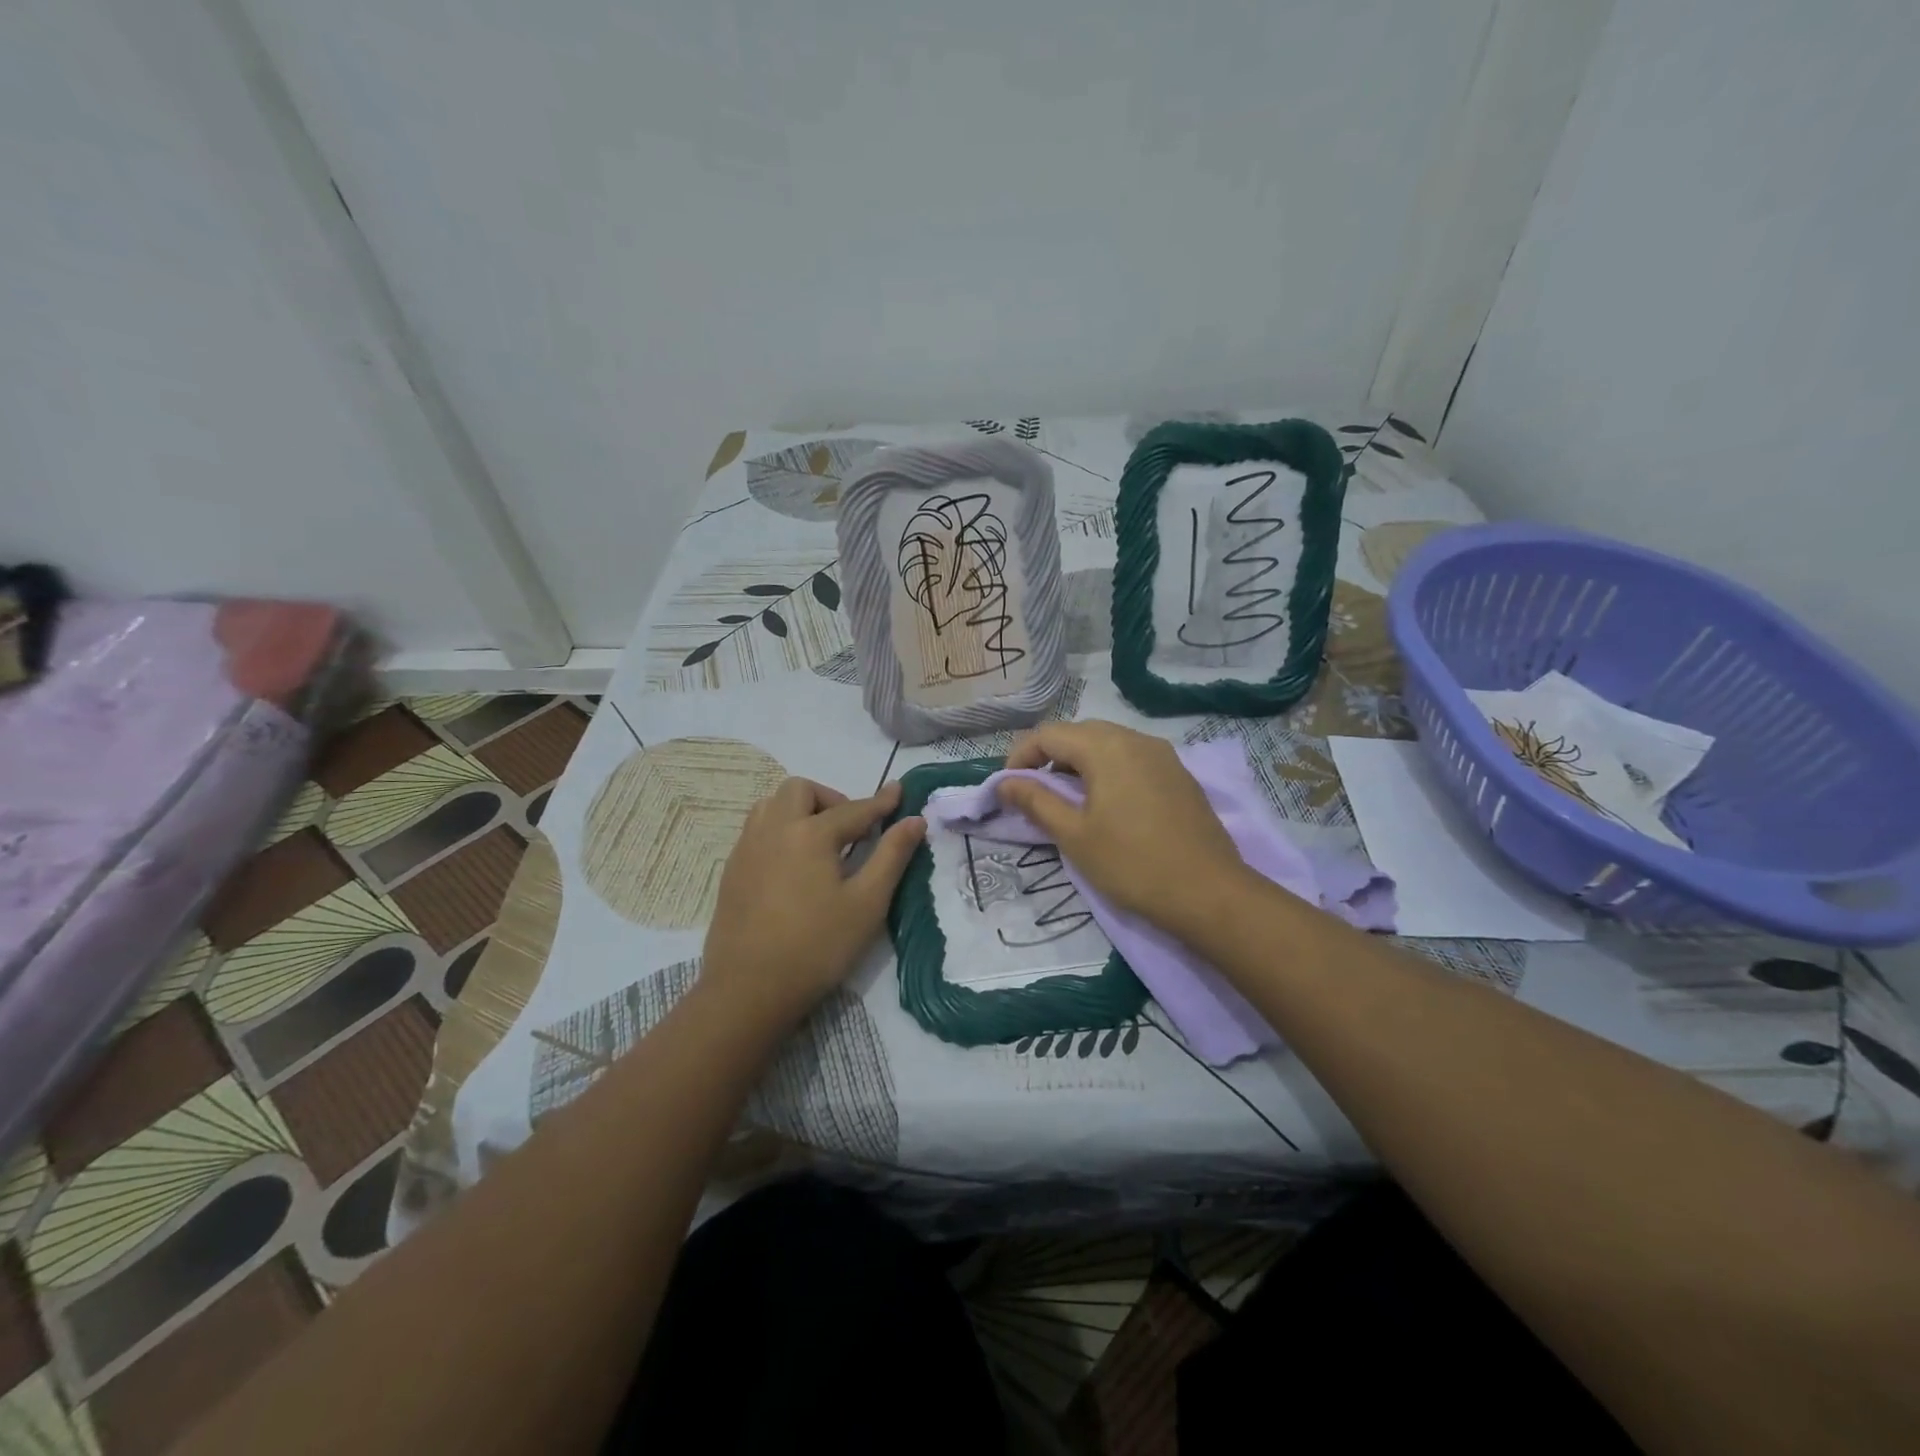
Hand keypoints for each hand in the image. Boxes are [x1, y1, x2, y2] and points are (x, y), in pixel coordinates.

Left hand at [700, 777, 923, 1033]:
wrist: (748, 990)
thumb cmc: (817, 947)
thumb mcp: (867, 903)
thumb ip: (892, 856)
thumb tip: (914, 820)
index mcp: (810, 834)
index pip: (854, 809)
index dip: (881, 802)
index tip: (899, 791)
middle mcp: (774, 829)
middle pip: (801, 791)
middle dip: (831, 800)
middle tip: (851, 832)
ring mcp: (746, 848)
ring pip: (772, 805)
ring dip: (800, 810)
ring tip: (820, 844)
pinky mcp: (731, 870)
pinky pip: (757, 830)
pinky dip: (780, 830)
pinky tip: (792, 865)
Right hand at [999, 721, 1251, 934]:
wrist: (1209, 892)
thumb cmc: (1132, 863)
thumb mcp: (1074, 835)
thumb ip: (1036, 801)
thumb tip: (1004, 783)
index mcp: (1106, 747)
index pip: (1049, 734)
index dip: (1020, 757)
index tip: (1007, 788)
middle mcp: (1135, 738)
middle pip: (1079, 733)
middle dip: (1049, 756)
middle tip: (1034, 791)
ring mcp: (1163, 755)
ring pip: (1108, 743)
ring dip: (1079, 762)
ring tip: (1067, 798)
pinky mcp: (1179, 774)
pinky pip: (1133, 758)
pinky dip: (1108, 769)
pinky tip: (1106, 802)